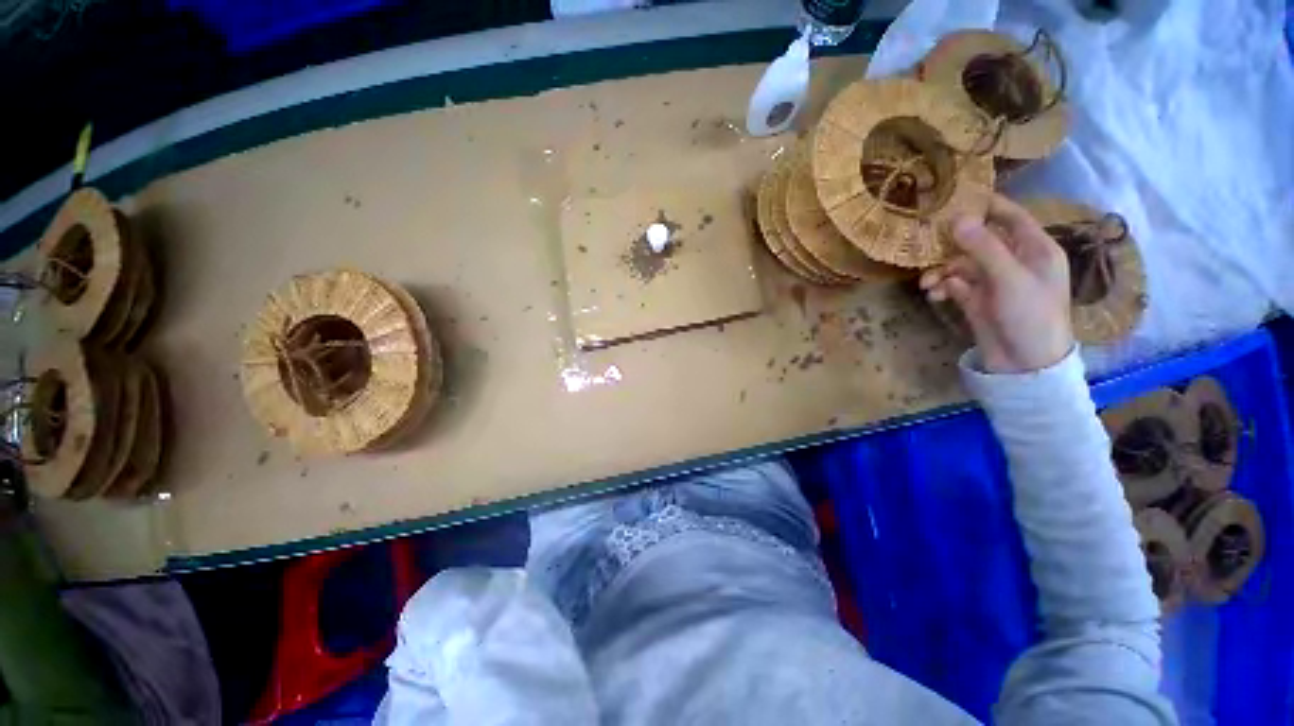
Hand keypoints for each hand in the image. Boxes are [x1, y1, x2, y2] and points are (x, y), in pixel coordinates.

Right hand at [919, 194, 1073, 373]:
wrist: (1025, 364)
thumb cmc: (1031, 315)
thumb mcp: (1010, 279)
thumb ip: (984, 248)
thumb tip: (957, 218)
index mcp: (1034, 248)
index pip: (1010, 216)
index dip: (986, 205)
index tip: (954, 197)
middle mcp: (1013, 260)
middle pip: (978, 240)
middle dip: (951, 244)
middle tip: (924, 244)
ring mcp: (993, 281)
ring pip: (961, 264)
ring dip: (941, 271)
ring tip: (926, 283)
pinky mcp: (976, 299)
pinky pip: (954, 284)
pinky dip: (942, 287)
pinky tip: (933, 294)